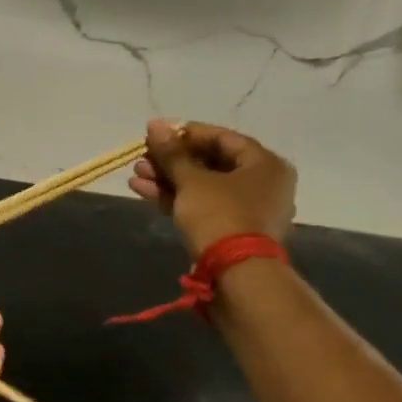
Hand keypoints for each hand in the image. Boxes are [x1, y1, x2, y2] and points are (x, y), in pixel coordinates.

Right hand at [128, 118, 296, 256]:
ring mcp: (248, 211)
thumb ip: (172, 153)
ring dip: (168, 180)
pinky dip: (177, 199)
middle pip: (210, 163)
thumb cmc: (221, 216)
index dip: (186, 134)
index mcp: (265, 164)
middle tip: (142, 157)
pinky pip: (203, 208)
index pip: (222, 138)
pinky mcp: (232, 233)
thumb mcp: (192, 181)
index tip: (156, 133)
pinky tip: (144, 192)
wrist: (237, 276)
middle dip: (171, 161)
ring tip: (136, 176)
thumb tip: (154, 125)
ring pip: (203, 188)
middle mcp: (263, 184)